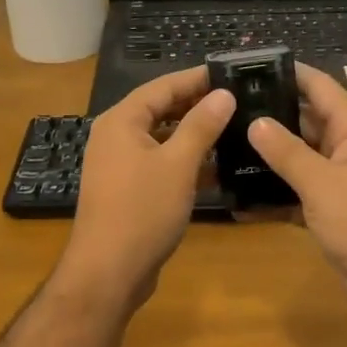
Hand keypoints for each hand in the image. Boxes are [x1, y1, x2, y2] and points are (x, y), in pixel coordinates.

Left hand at [53, 67, 233, 315]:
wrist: (108, 272)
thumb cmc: (142, 211)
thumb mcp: (178, 164)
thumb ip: (201, 125)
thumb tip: (223, 94)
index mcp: (121, 121)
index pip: (162, 86)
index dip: (196, 79)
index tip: (230, 73)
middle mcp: (115, 136)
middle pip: (160, 110)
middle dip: (197, 105)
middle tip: (237, 100)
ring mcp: (120, 165)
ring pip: (162, 138)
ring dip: (193, 134)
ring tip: (233, 128)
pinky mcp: (128, 190)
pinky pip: (159, 164)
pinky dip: (184, 162)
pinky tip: (217, 168)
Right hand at [246, 63, 346, 319]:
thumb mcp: (322, 183)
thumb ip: (287, 152)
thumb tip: (255, 121)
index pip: (318, 87)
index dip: (288, 73)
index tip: (248, 67)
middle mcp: (346, 148)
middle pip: (304, 120)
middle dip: (268, 115)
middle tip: (223, 110)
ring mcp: (339, 180)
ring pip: (297, 158)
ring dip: (266, 157)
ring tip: (222, 147)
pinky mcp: (330, 209)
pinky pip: (296, 192)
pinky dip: (273, 195)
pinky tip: (238, 199)